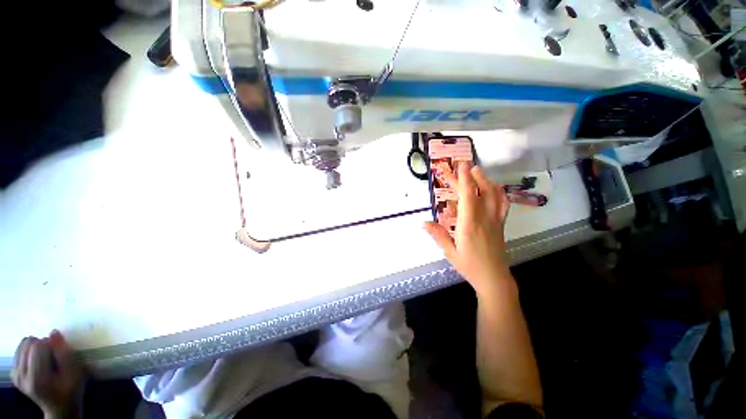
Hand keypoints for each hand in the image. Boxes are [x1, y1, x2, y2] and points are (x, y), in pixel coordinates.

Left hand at [12, 331, 84, 418]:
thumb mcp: (75, 373)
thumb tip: (53, 333)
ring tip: (46, 360)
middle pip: (29, 344)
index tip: (60, 354)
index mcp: (37, 378)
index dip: (51, 345)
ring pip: (22, 345)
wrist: (60, 408)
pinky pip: (19, 351)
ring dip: (36, 348)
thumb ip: (65, 353)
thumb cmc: (71, 390)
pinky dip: (29, 352)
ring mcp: (15, 376)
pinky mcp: (13, 374)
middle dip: (42, 345)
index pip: (38, 346)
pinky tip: (36, 362)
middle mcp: (22, 377)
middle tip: (53, 357)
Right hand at [424, 163, 511, 294]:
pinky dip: (498, 191)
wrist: (493, 278)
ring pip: (494, 195)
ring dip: (486, 180)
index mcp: (469, 224)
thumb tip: (423, 223)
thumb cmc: (469, 265)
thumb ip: (438, 235)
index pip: (468, 196)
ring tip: (477, 171)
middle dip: (471, 177)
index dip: (465, 179)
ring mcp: (495, 220)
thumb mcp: (449, 251)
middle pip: (479, 192)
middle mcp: (484, 218)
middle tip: (463, 166)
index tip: (461, 166)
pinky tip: (493, 187)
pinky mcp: (500, 223)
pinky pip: (502, 203)